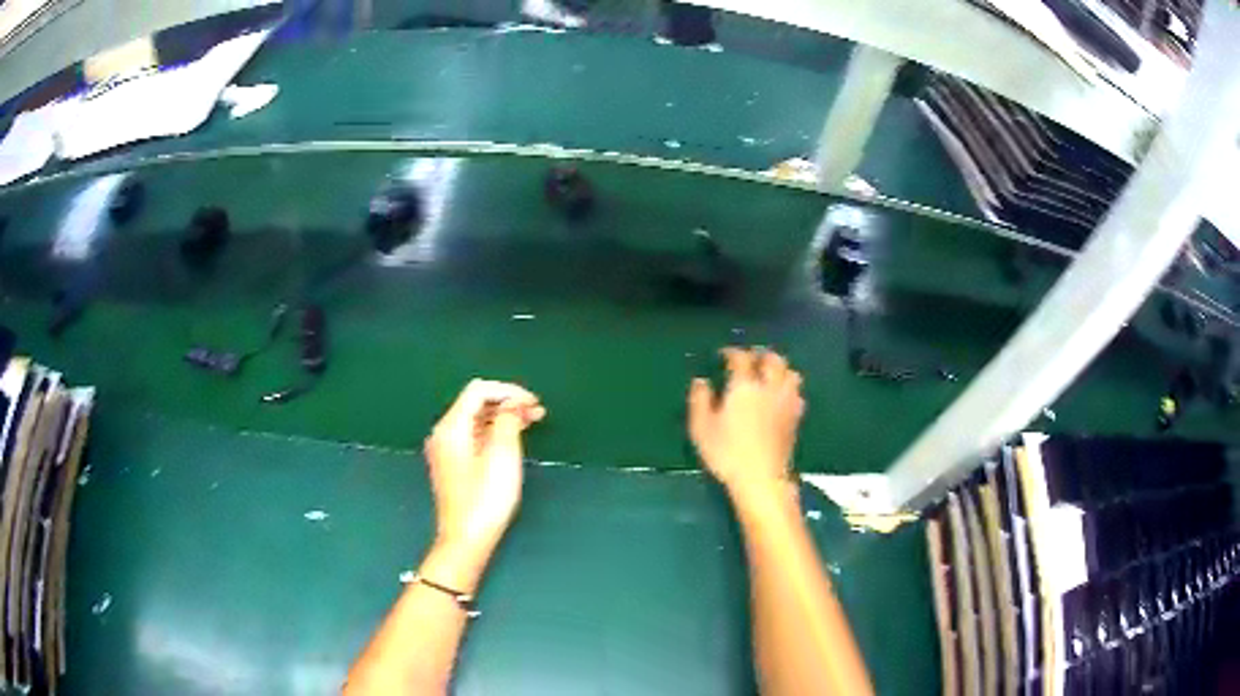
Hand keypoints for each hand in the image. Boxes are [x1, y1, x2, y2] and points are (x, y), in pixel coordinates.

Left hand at [424, 379, 545, 556]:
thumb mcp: (502, 455)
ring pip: (476, 421)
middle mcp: (443, 433)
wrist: (466, 539)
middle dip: (507, 403)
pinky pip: (474, 436)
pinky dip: (494, 432)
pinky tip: (512, 440)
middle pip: (475, 404)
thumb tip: (512, 404)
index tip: (534, 403)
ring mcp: (446, 450)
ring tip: (531, 423)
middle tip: (537, 412)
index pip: (478, 391)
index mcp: (451, 427)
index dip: (508, 391)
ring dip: (503, 417)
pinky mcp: (452, 465)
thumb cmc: (485, 498)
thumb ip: (507, 421)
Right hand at [688, 347, 804, 502]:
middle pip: (773, 359)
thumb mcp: (701, 428)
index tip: (724, 355)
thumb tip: (701, 381)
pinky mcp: (796, 417)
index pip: (741, 358)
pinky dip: (788, 387)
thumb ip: (700, 400)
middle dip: (761, 354)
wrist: (761, 478)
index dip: (732, 352)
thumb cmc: (727, 453)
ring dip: (780, 368)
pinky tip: (780, 396)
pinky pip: (796, 392)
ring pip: (790, 372)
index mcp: (744, 386)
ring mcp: (786, 401)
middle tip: (750, 359)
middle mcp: (769, 387)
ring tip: (769, 373)